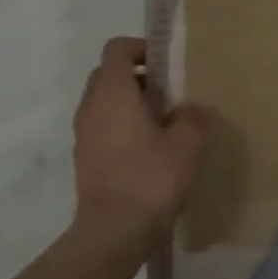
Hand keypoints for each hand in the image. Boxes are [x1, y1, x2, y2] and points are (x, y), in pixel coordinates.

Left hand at [72, 37, 207, 245]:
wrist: (113, 231)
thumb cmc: (151, 179)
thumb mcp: (186, 145)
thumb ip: (192, 118)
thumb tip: (194, 108)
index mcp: (114, 94)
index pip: (117, 49)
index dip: (141, 47)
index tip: (166, 62)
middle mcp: (91, 107)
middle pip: (108, 74)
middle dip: (137, 75)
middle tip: (167, 92)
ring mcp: (83, 134)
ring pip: (103, 101)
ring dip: (129, 102)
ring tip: (162, 122)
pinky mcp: (85, 157)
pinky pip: (102, 125)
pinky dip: (121, 125)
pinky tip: (149, 148)